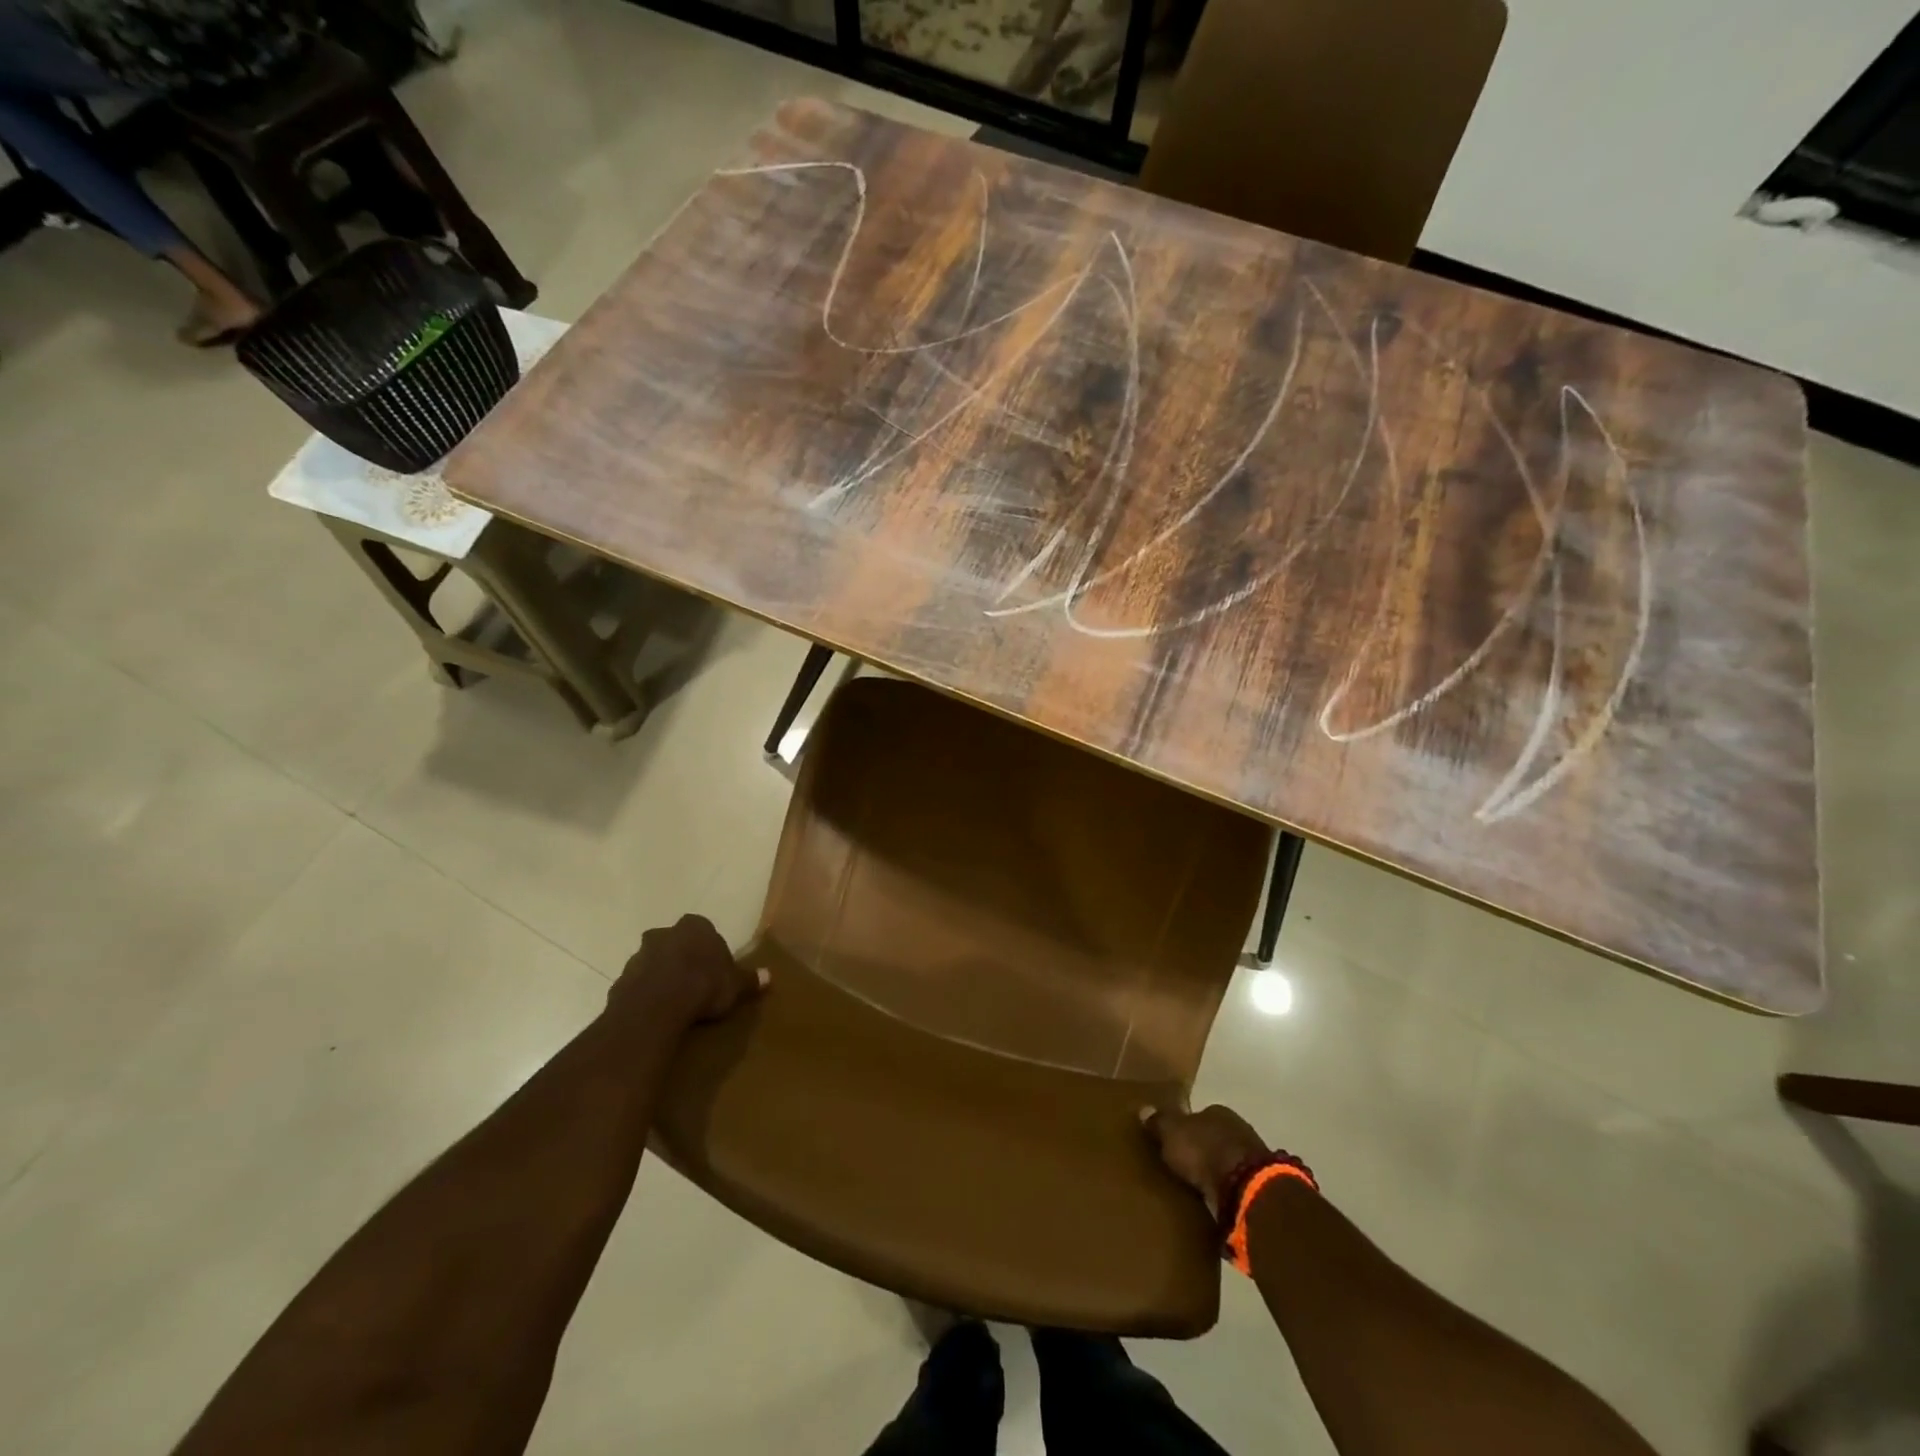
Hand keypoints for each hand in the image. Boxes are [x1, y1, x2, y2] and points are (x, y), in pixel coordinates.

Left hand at [607, 915, 766, 1030]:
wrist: (656, 1008)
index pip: (703, 929)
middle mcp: (664, 934)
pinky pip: (638, 984)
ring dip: (661, 975)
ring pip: (653, 962)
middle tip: (694, 981)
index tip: (715, 967)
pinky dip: (646, 994)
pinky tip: (657, 1012)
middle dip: (682, 957)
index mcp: (694, 926)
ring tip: (675, 1001)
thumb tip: (770, 976)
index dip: (709, 948)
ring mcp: (639, 956)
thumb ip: (749, 980)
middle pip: (675, 942)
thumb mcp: (734, 985)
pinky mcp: (620, 980)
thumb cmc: (703, 986)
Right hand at [1141, 1103, 1270, 1217]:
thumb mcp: (1172, 1132)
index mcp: (1217, 1112)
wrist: (1245, 1188)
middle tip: (1180, 1166)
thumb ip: (1159, 1122)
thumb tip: (1144, 1109)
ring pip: (1225, 1162)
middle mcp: (1237, 1129)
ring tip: (1194, 1188)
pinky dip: (1224, 1192)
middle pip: (1213, 1138)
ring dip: (1214, 1173)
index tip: (1171, 1142)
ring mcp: (1252, 1159)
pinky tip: (1212, 1202)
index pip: (1197, 1116)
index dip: (1184, 1128)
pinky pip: (1234, 1186)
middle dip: (1200, 1150)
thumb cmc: (1204, 1151)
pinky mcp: (1259, 1188)